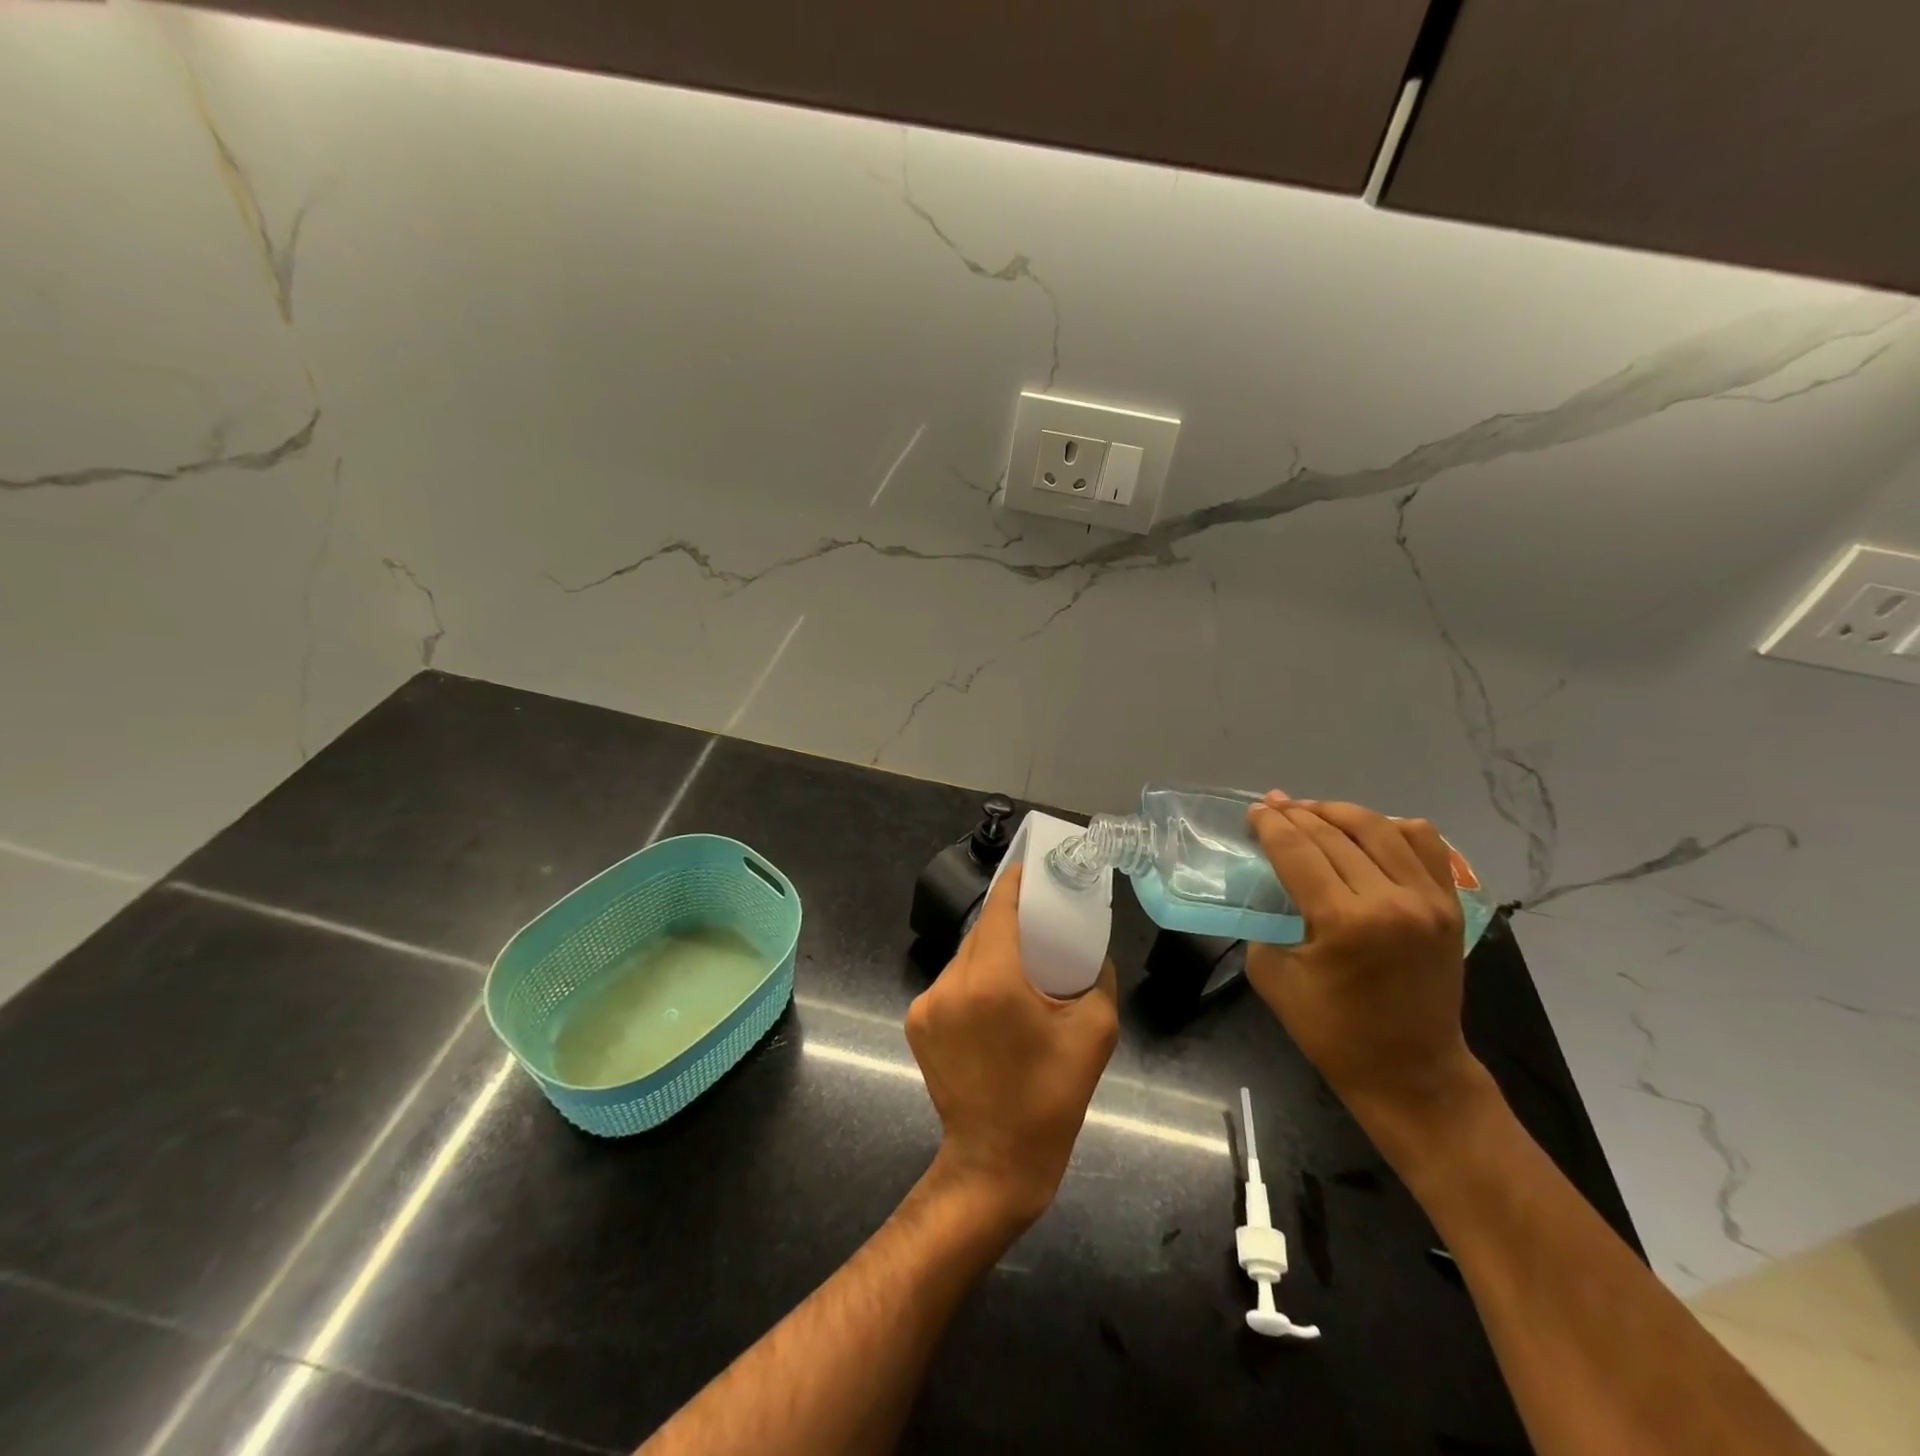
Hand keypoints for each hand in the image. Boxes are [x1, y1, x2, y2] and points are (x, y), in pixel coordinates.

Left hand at [905, 864, 1119, 1228]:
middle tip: (1039, 923)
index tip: (1032, 870)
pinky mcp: (917, 1022)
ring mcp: (927, 1003)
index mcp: (993, 980)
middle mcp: (952, 982)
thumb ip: (1098, 980)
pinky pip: (950, 983)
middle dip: (1009, 921)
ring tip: (1020, 967)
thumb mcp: (1094, 1034)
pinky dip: (973, 980)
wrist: (995, 1161)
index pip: (1000, 908)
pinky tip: (994, 1001)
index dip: (1016, 884)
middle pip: (981, 931)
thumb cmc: (1051, 1098)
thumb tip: (1092, 952)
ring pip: (964, 956)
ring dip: (990, 953)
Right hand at [1244, 793, 1485, 1129]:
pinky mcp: (1449, 906)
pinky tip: (1369, 830)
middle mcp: (1391, 900)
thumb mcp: (1273, 976)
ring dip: (1340, 813)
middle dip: (1297, 814)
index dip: (1270, 825)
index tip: (1253, 811)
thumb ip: (1266, 922)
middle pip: (1334, 834)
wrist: (1411, 1071)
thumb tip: (1270, 886)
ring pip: (1379, 828)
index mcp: (1344, 921)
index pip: (1297, 851)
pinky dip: (1393, 827)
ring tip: (1314, 811)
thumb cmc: (1333, 1033)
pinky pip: (1424, 844)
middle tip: (1273, 805)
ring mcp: (1428, 900)